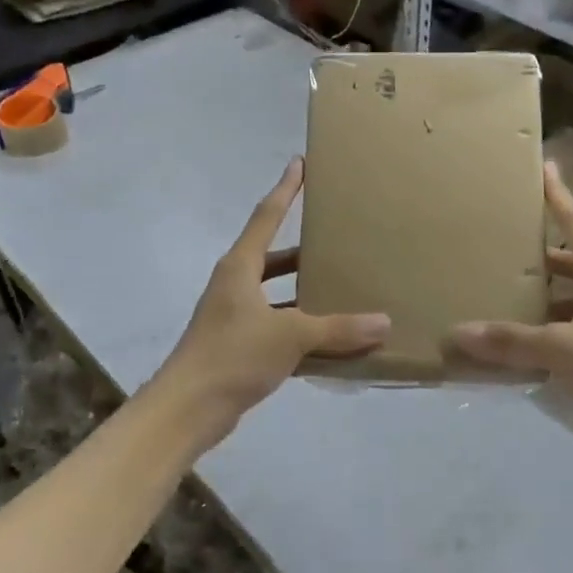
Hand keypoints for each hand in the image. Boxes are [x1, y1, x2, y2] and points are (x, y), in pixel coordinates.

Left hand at [153, 158, 389, 445]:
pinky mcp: (238, 346)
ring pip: (277, 295)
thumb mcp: (291, 337)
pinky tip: (330, 338)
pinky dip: (301, 328)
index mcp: (240, 268)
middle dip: (304, 250)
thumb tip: (385, 322)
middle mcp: (235, 285)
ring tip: (343, 288)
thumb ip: (339, 329)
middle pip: (274, 257)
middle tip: (339, 239)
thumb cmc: (234, 356)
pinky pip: (277, 326)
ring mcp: (234, 317)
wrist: (188, 409)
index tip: (300, 163)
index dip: (285, 189)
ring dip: (305, 292)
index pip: (266, 216)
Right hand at [451, 162, 572, 460]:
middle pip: (571, 254)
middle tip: (504, 235)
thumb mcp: (562, 350)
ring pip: (571, 289)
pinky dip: (550, 320)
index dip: (557, 194)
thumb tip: (458, 332)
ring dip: (542, 287)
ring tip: (503, 284)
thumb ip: (510, 341)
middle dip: (539, 245)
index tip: (544, 165)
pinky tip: (523, 333)